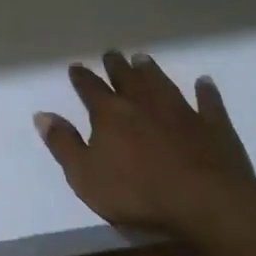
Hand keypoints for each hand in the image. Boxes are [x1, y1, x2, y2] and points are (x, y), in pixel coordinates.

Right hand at [34, 50, 255, 244]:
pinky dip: (205, 91)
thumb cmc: (137, 193)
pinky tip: (204, 82)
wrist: (205, 201)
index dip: (81, 77)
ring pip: (162, 83)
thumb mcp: (85, 176)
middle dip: (116, 65)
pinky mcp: (213, 126)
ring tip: (143, 58)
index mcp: (110, 113)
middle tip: (111, 54)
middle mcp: (143, 102)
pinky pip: (208, 102)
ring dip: (151, 70)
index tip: (76, 67)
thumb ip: (63, 144)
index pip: (90, 88)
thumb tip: (42, 115)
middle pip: (126, 78)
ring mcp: (181, 111)